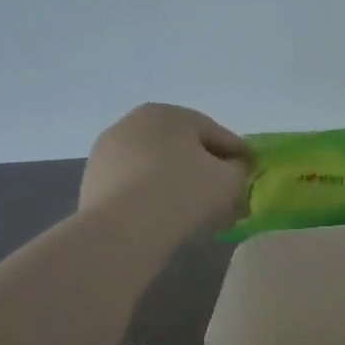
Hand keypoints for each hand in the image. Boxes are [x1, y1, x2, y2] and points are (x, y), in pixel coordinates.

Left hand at [79, 104, 249, 229]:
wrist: (122, 231)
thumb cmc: (184, 192)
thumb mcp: (231, 179)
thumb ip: (240, 169)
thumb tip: (234, 171)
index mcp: (169, 113)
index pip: (217, 134)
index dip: (239, 157)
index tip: (251, 179)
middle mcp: (134, 123)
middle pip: (185, 149)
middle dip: (207, 172)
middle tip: (227, 199)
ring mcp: (107, 153)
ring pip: (159, 168)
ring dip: (181, 185)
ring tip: (199, 215)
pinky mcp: (92, 182)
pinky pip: (137, 186)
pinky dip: (155, 198)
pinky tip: (169, 220)